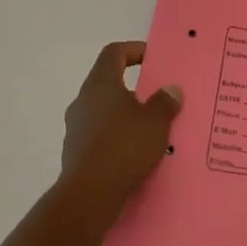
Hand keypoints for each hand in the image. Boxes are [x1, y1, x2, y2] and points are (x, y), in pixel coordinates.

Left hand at [57, 41, 181, 232]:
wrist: (89, 195)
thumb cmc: (124, 147)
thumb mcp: (155, 122)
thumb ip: (164, 103)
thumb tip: (170, 89)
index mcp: (100, 85)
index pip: (113, 53)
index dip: (134, 50)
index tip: (154, 60)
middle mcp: (83, 101)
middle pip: (109, 84)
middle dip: (134, 89)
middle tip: (158, 99)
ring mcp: (75, 129)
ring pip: (104, 113)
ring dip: (126, 117)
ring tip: (151, 131)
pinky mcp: (75, 154)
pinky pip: (100, 137)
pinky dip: (117, 139)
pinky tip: (136, 155)